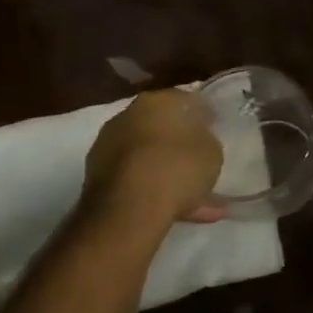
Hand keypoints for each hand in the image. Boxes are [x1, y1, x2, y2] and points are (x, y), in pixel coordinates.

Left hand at [81, 90, 226, 244]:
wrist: (128, 212)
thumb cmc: (176, 168)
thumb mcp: (212, 151)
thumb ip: (206, 140)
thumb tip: (200, 140)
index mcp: (155, 101)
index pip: (185, 99)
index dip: (204, 113)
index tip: (215, 127)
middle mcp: (126, 118)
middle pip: (160, 126)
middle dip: (179, 140)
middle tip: (200, 156)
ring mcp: (106, 149)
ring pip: (147, 156)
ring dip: (167, 169)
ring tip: (196, 192)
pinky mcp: (96, 180)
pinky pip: (136, 178)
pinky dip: (154, 188)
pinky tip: (180, 207)